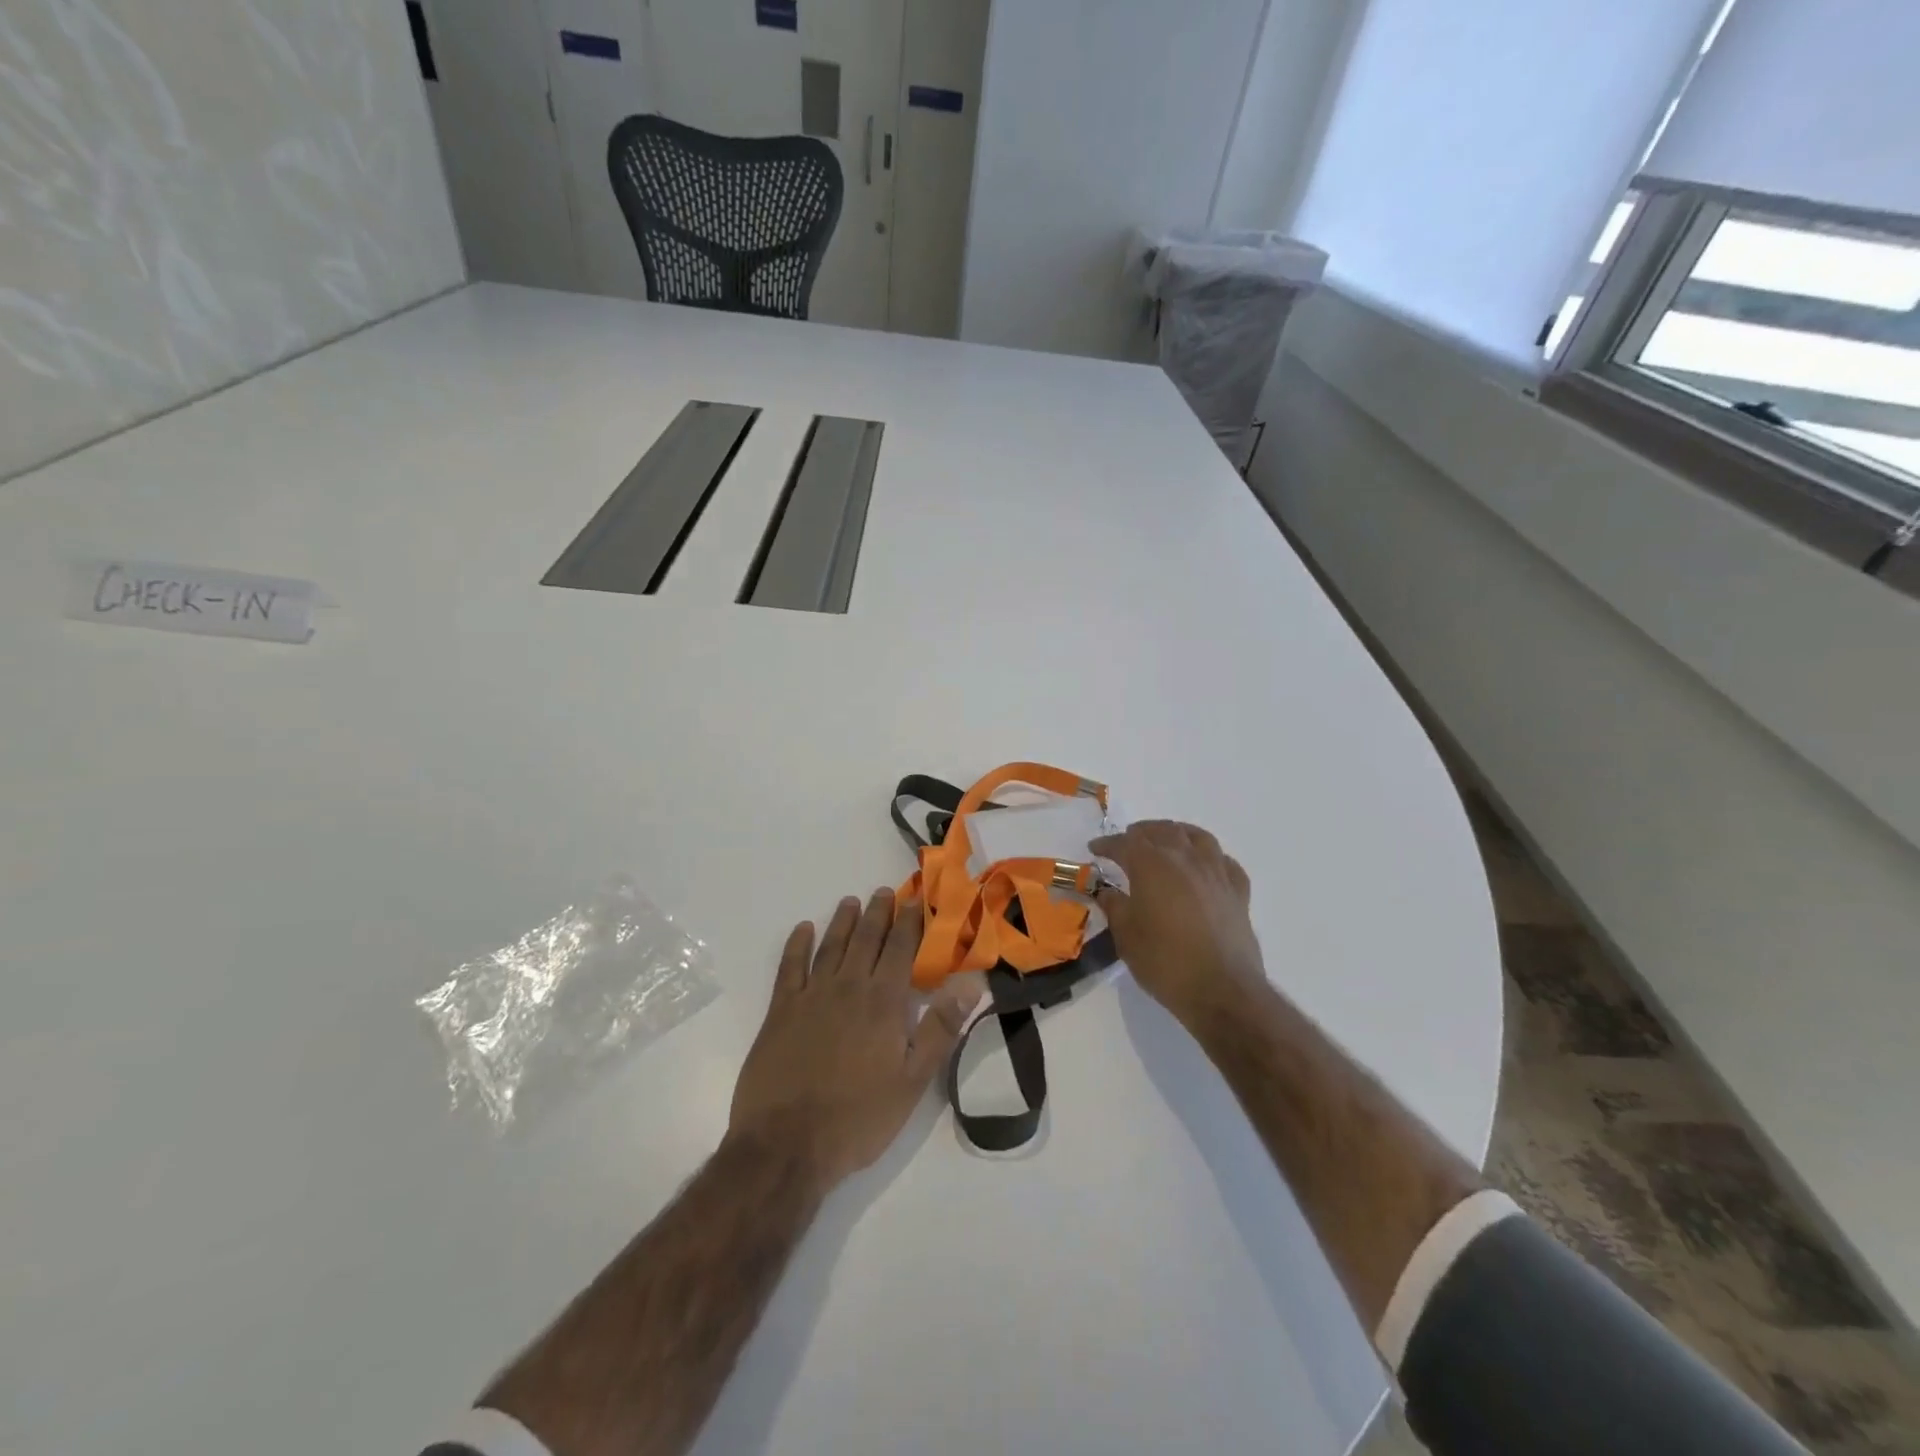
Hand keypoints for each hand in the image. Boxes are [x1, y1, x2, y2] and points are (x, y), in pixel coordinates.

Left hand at [729, 889, 980, 1186]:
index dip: (909, 923)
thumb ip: (940, 1029)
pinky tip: (803, 930)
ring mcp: (810, 997)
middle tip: (884, 891)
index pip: (900, 950)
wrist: (786, 1145)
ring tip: (851, 901)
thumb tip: (970, 985)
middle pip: (865, 940)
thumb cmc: (858, 1118)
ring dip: (842, 921)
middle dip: (878, 913)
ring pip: (830, 946)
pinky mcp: (780, 1012)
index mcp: (882, 1003)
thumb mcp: (913, 1081)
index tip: (915, 899)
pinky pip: (790, 967)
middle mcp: (847, 988)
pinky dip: (797, 945)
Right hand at [1092, 821, 1267, 1025]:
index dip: (1107, 844)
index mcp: (1151, 865)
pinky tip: (1205, 866)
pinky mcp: (1238, 892)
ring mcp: (1216, 873)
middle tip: (1128, 842)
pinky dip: (1210, 857)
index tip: (1095, 848)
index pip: (1124, 844)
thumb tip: (1107, 891)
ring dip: (1177, 833)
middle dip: (1141, 833)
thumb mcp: (1126, 936)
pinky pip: (1224, 862)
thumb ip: (1115, 907)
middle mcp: (1185, 859)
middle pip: (1162, 831)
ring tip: (1167, 841)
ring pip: (1197, 837)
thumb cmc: (1165, 961)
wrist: (1221, 990)